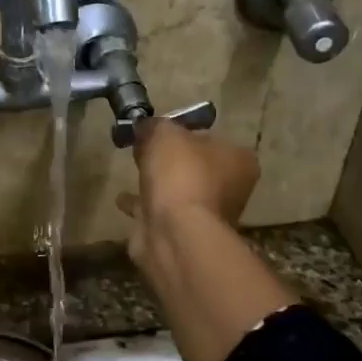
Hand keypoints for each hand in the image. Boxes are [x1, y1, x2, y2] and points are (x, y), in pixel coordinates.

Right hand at [116, 119, 259, 263]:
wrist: (174, 233)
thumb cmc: (181, 175)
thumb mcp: (165, 134)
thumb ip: (156, 126)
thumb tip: (146, 126)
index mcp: (239, 160)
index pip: (212, 138)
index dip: (185, 132)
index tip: (160, 131)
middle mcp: (231, 189)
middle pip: (196, 166)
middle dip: (171, 161)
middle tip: (143, 150)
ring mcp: (208, 215)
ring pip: (179, 191)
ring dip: (158, 185)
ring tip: (133, 172)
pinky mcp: (184, 234)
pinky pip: (160, 213)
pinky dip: (143, 206)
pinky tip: (122, 201)